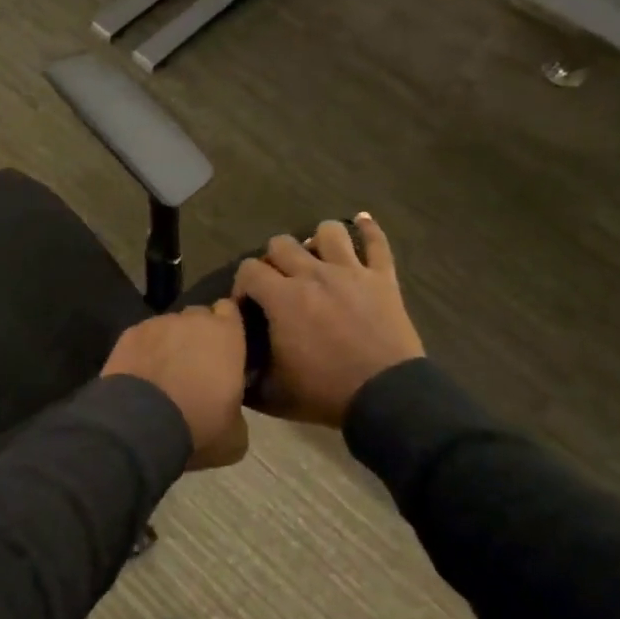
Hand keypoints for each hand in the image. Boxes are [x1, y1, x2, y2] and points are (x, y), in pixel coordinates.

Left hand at [102, 302, 249, 469]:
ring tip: (163, 372)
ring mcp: (157, 324)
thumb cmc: (199, 424)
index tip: (225, 345)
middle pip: (198, 316)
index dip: (227, 326)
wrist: (140, 424)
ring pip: (168, 327)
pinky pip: (143, 337)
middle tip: (196, 364)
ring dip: (169, 343)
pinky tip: (141, 374)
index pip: (230, 310)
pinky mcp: (128, 334)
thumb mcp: (235, 433)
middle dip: (198, 334)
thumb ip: (237, 408)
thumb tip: (230, 410)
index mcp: (226, 335)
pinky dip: (144, 351)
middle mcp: (193, 320)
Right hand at [234, 213, 424, 427]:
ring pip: (327, 232)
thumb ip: (246, 377)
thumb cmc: (325, 393)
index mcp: (282, 298)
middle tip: (279, 285)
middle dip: (273, 261)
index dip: (242, 284)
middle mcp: (313, 274)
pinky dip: (367, 229)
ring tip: (316, 258)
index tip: (247, 306)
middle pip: (282, 244)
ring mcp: (351, 272)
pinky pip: (377, 242)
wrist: (386, 397)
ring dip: (316, 241)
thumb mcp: (273, 394)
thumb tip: (233, 366)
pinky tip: (360, 221)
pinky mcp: (382, 278)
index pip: (249, 270)